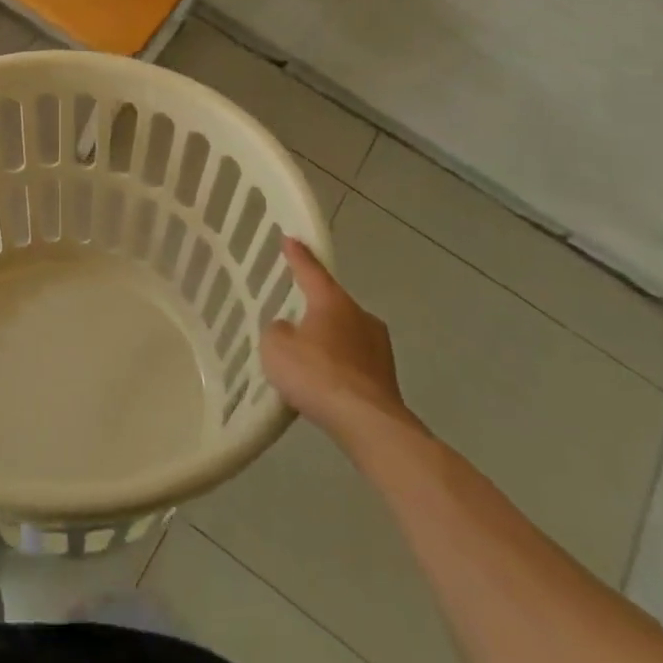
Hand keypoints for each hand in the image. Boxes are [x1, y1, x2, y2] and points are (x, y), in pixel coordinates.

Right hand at [260, 238, 418, 437]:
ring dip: (329, 339)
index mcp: (333, 301)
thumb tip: (289, 330)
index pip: (311, 270)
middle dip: (316, 306)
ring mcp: (379, 348)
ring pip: (346, 334)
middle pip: (333, 303)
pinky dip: (339, 367)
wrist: (367, 424)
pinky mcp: (386, 378)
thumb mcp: (276, 347)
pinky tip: (324, 383)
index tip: (290, 238)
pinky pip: (354, 362)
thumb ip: (277, 331)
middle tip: (296, 310)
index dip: (298, 255)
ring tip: (307, 354)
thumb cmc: (317, 374)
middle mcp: (361, 316)